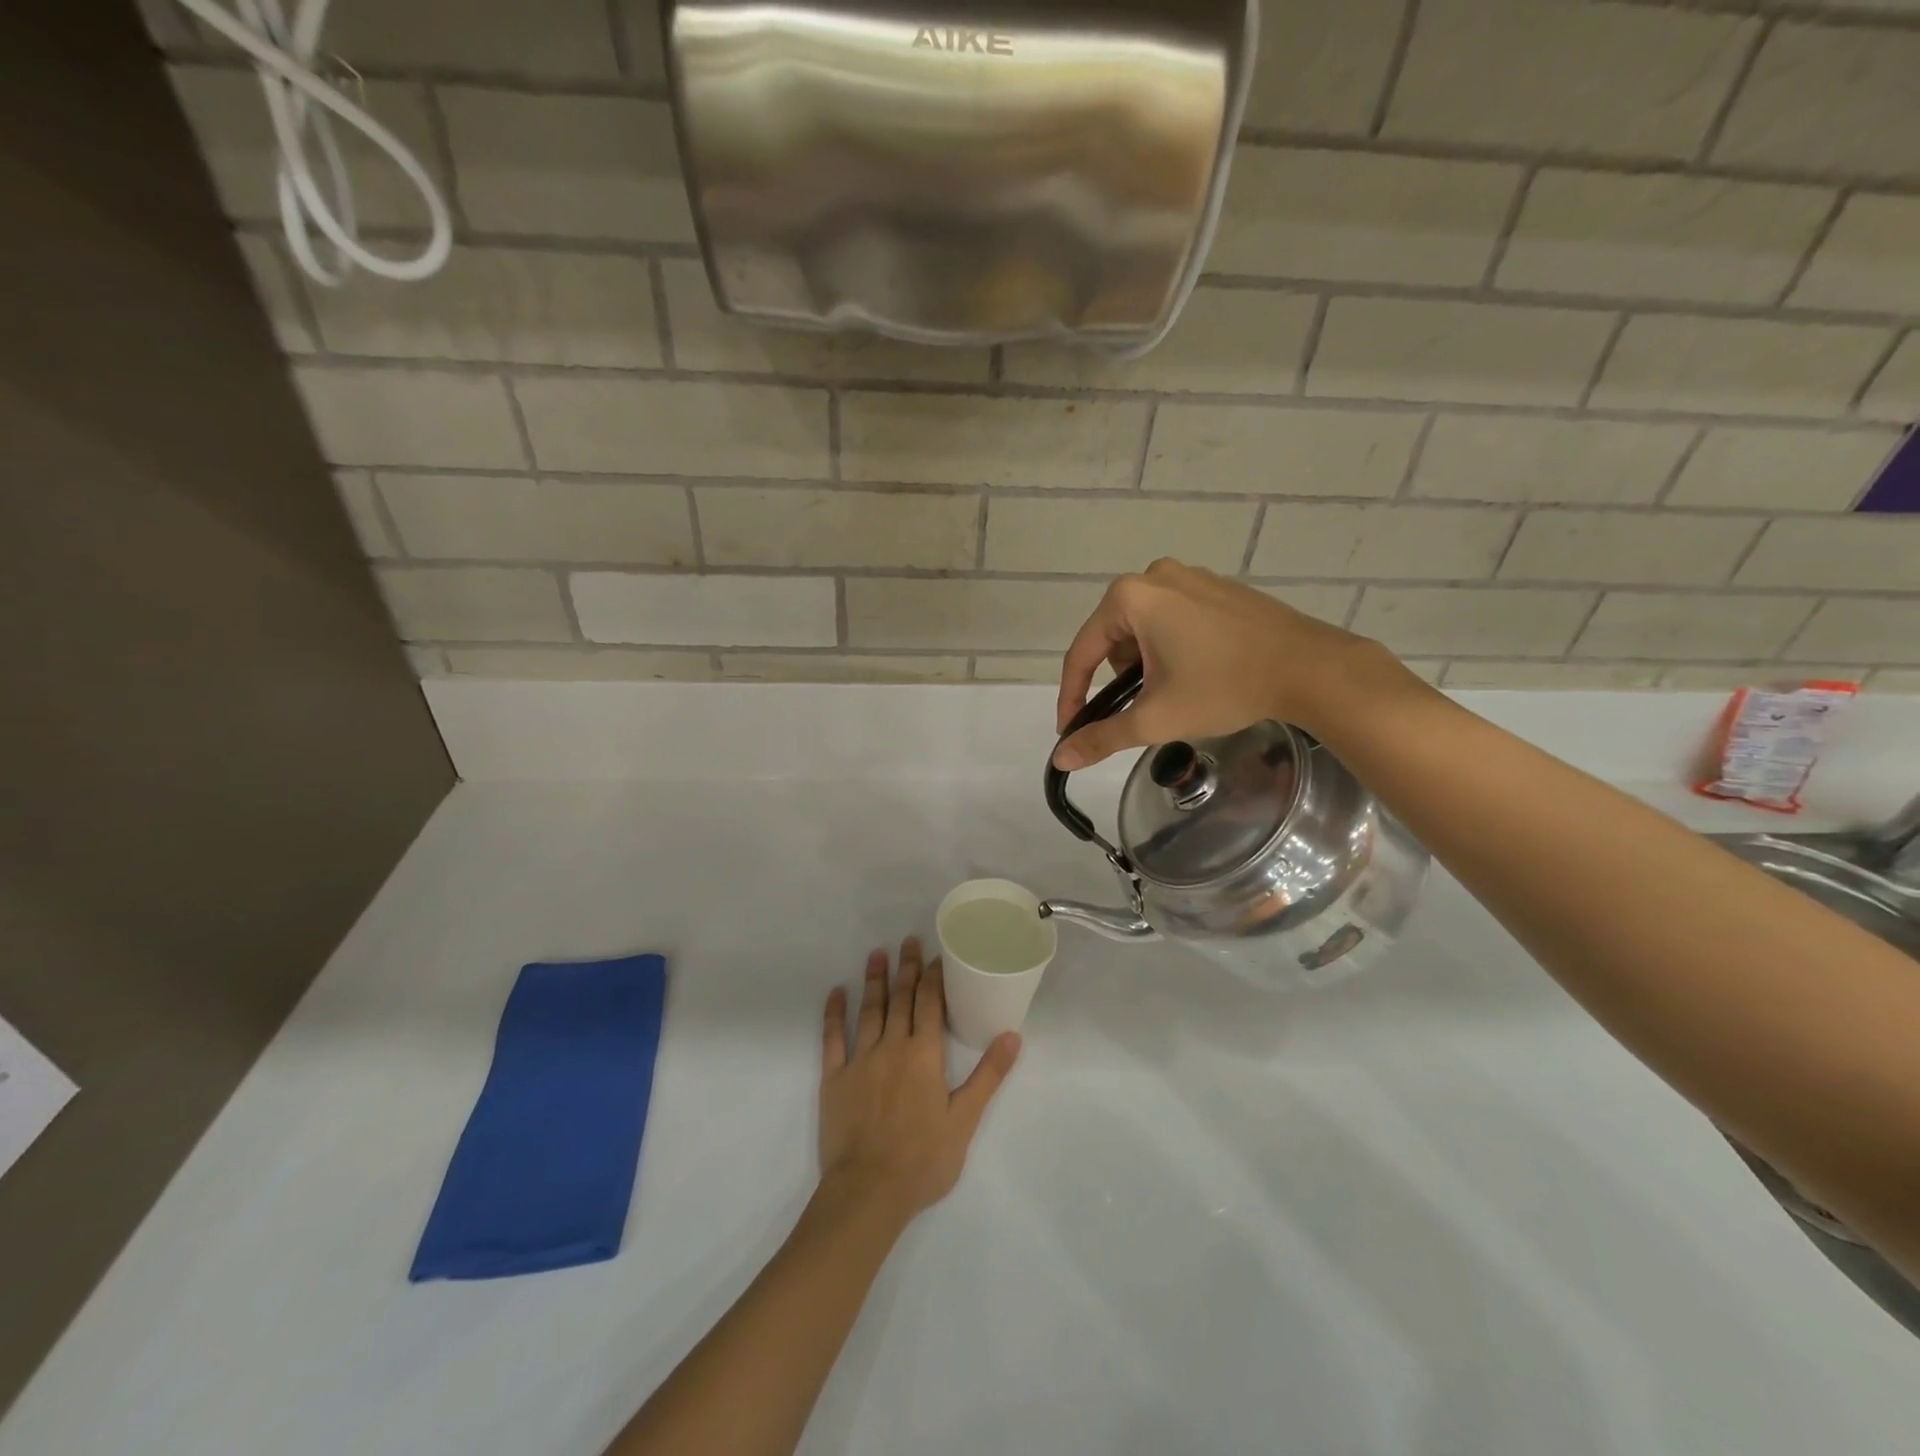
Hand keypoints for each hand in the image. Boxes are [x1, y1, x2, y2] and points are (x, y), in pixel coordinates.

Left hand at [817, 938, 1019, 1223]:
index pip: (930, 1004)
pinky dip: (834, 1013)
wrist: (868, 1192)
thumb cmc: (923, 1159)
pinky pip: (832, 1038)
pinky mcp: (834, 1078)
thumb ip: (988, 1075)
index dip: (934, 977)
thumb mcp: (965, 1120)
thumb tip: (1013, 1035)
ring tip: (876, 953)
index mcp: (924, 1055)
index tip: (937, 953)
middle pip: (901, 999)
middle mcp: (892, 1047)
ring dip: (874, 981)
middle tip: (908, 940)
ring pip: (869, 1010)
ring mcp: (860, 1060)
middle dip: (907, 969)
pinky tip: (836, 992)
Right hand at [1053, 558, 1395, 770]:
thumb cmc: (1223, 687)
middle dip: (1119, 678)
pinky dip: (1172, 647)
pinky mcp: (1218, 587)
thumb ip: (1102, 737)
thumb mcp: (1155, 718)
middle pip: (1113, 638)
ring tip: (1173, 693)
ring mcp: (1191, 577)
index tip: (1070, 730)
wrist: (1311, 669)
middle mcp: (1155, 575)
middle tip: (1142, 710)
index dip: (1072, 696)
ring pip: (1144, 628)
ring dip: (1146, 663)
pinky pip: (1174, 618)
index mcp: (1130, 597)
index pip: (1083, 653)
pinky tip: (1198, 672)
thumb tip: (1061, 757)